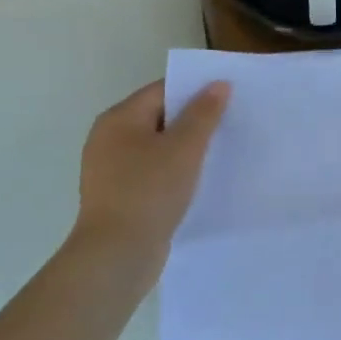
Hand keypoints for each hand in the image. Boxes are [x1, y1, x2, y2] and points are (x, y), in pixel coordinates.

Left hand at [66, 80, 229, 285]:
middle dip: (194, 119)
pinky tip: (199, 180)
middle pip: (160, 117)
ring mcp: (112, 169)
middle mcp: (109, 138)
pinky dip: (175, 171)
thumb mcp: (184, 148)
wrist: (116, 256)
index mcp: (119, 119)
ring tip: (221, 151)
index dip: (196, 90)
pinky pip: (153, 171)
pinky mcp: (120, 195)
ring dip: (186, 147)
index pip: (163, 90)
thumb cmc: (149, 192)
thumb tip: (218, 83)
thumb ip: (204, 113)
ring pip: (158, 146)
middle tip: (231, 122)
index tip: (229, 96)